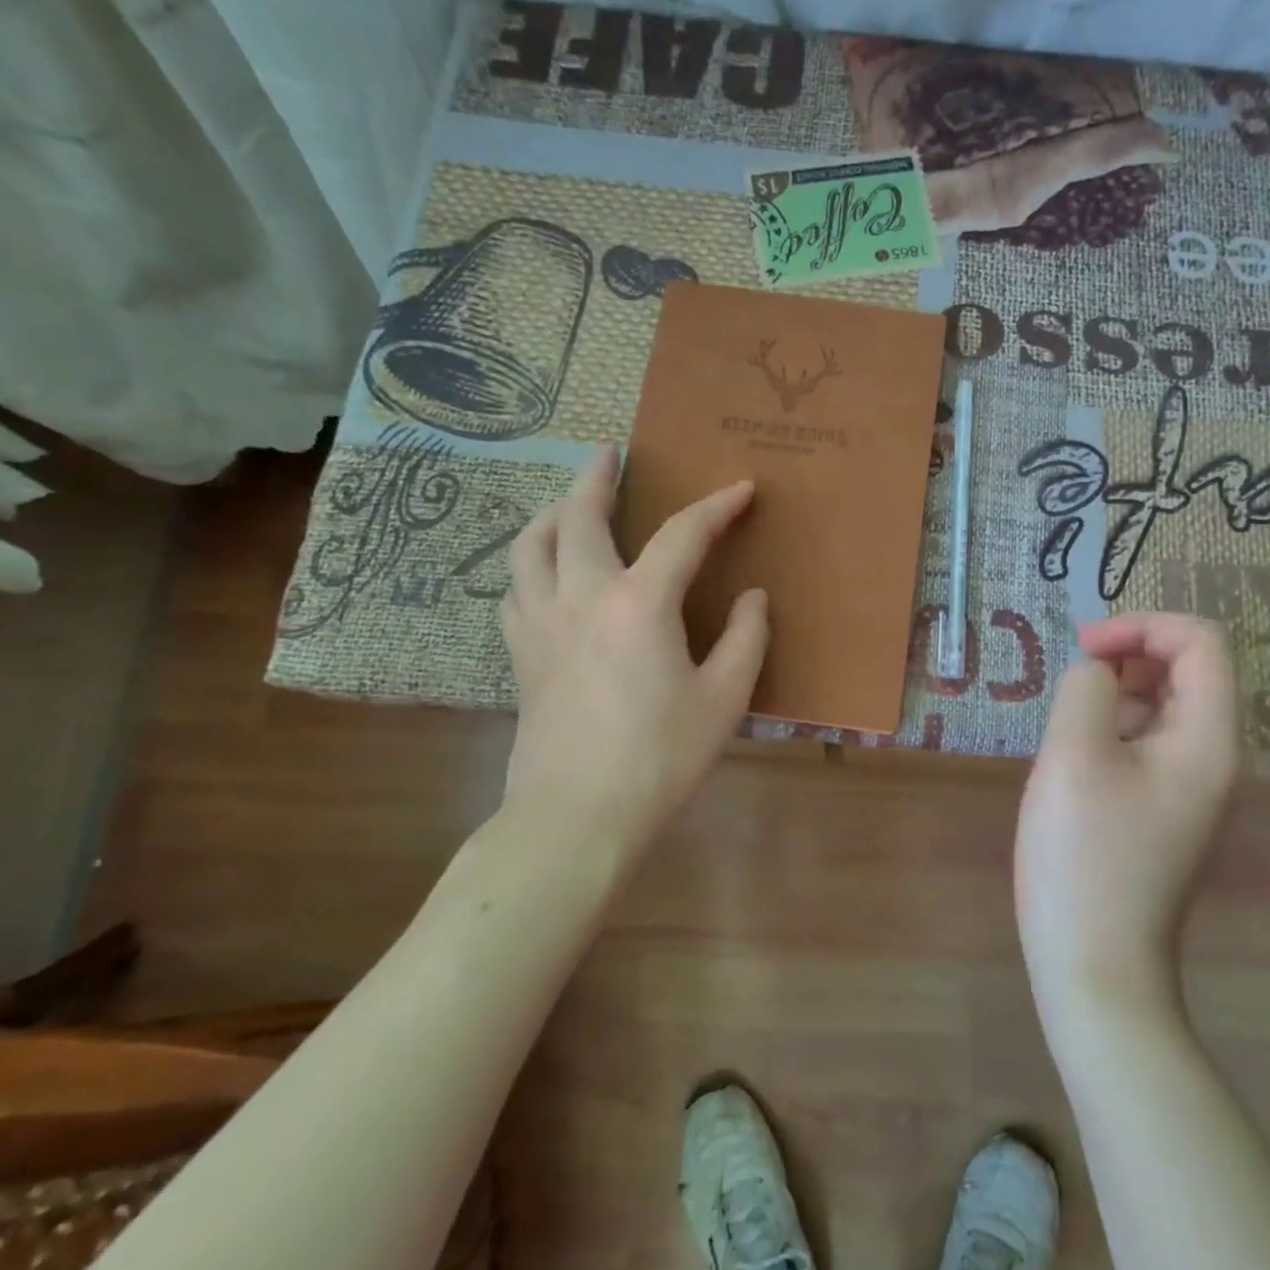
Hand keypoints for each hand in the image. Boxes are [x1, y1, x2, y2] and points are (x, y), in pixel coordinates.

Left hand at [497, 447, 767, 856]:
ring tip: (568, 503)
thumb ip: (745, 638)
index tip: (741, 489)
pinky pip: (516, 588)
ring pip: (530, 545)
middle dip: (597, 479)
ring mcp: (541, 623)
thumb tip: (753, 598)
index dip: (716, 506)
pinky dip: (531, 564)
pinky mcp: (520, 653)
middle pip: (580, 517)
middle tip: (608, 454)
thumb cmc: (661, 757)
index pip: (683, 534)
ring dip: (552, 512)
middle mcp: (582, 596)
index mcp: (639, 603)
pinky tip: (546, 574)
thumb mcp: (724, 699)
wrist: (577, 815)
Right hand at [1016, 613, 1239, 1013]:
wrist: (1095, 963)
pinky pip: (1146, 742)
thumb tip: (1097, 674)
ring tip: (1067, 721)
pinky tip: (1073, 755)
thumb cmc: (1084, 855)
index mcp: (1207, 738)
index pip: (1201, 642)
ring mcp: (1190, 786)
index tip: (1084, 647)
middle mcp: (1213, 756)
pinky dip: (1112, 727)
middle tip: (1072, 675)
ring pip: (1163, 705)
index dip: (1143, 625)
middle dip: (1129, 654)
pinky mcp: (1163, 808)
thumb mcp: (1073, 755)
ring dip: (1116, 691)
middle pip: (1187, 669)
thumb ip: (1086, 689)